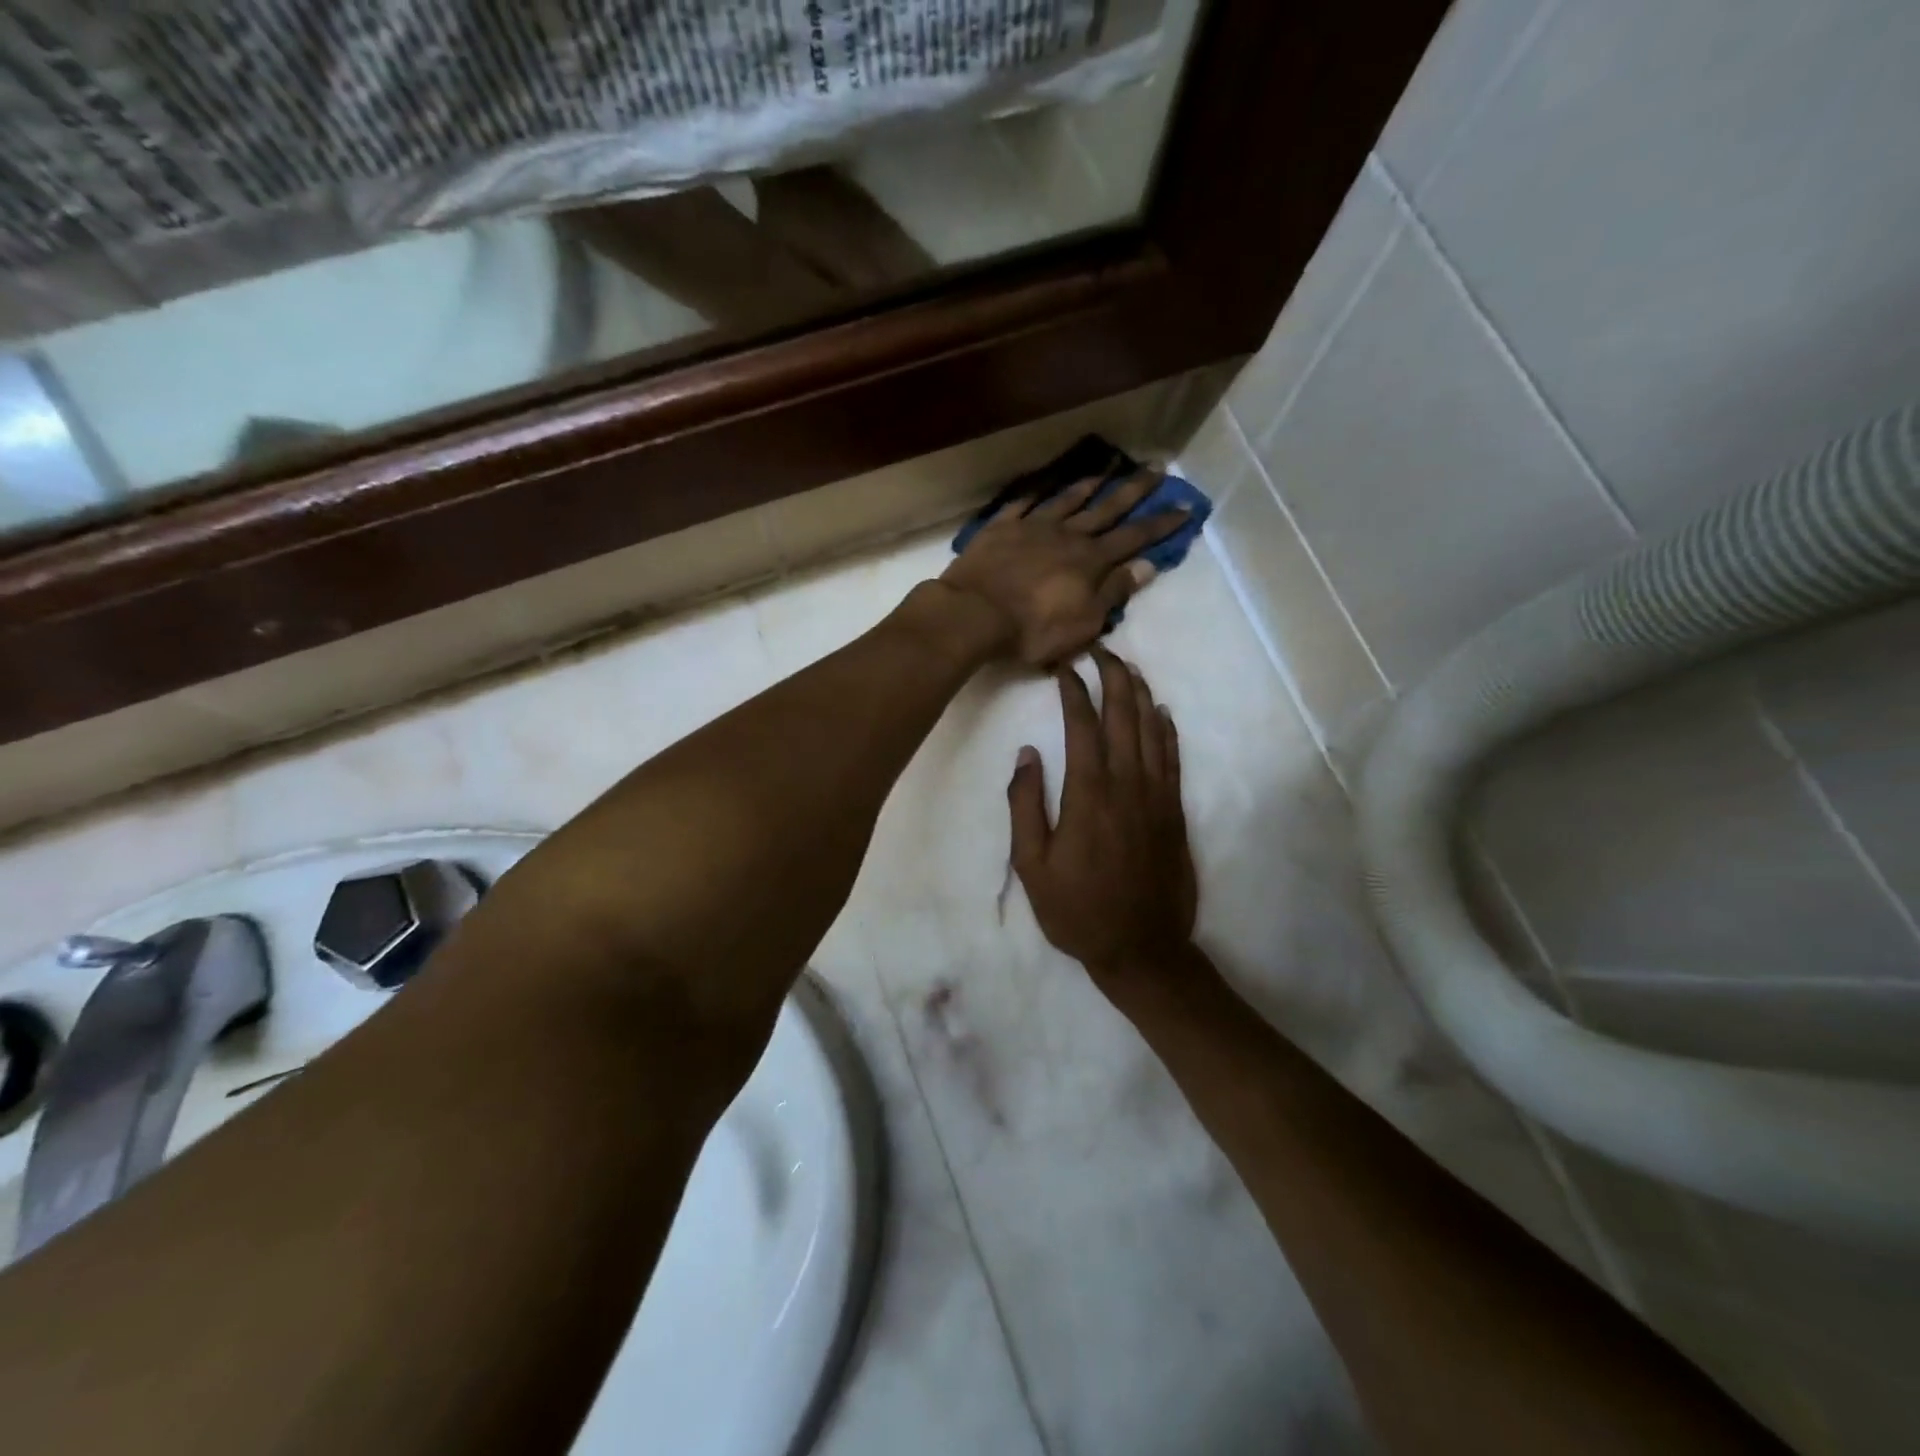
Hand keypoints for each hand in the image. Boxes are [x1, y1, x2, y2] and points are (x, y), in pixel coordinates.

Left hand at [941, 470, 1187, 667]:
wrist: (974, 614)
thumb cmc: (1032, 629)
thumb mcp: (1084, 622)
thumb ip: (1114, 592)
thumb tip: (1146, 565)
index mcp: (1090, 561)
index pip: (1134, 539)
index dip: (1161, 525)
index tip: (1185, 507)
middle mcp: (1067, 535)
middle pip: (1106, 510)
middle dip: (1134, 491)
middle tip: (1157, 468)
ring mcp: (1032, 527)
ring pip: (1067, 500)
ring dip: (1090, 485)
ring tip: (1108, 469)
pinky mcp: (1001, 528)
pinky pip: (1024, 502)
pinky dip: (1039, 491)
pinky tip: (1047, 483)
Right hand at [1007, 647, 1198, 998]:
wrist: (1141, 948)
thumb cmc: (1077, 910)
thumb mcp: (1032, 866)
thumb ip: (1026, 806)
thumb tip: (1026, 754)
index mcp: (1088, 794)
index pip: (1082, 726)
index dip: (1074, 692)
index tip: (1065, 670)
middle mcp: (1127, 784)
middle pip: (1123, 716)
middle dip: (1113, 677)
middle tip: (1101, 651)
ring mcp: (1157, 796)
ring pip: (1151, 730)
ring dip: (1140, 695)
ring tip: (1128, 668)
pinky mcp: (1175, 812)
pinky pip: (1172, 758)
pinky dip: (1166, 730)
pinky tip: (1160, 712)